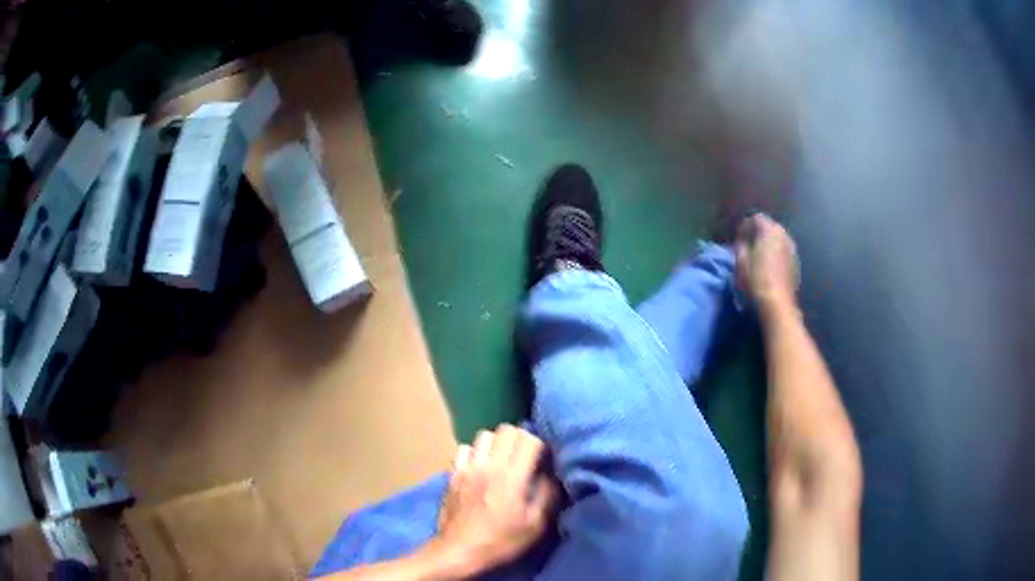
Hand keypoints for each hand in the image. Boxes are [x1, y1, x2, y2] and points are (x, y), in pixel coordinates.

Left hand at [435, 424, 559, 574]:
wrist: (459, 551)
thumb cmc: (501, 541)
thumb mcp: (535, 525)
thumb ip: (547, 495)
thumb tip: (552, 474)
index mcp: (511, 477)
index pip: (529, 439)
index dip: (540, 445)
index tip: (543, 458)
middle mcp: (488, 465)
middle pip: (507, 430)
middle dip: (520, 438)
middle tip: (525, 456)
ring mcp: (467, 467)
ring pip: (484, 435)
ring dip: (497, 443)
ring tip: (502, 459)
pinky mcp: (452, 474)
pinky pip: (464, 449)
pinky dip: (474, 452)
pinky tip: (479, 467)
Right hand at [735, 213, 799, 315]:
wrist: (778, 305)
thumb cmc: (756, 281)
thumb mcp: (741, 262)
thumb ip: (741, 246)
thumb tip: (742, 241)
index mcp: (770, 231)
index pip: (756, 218)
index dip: (745, 226)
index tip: (737, 237)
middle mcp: (784, 236)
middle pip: (770, 227)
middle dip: (758, 233)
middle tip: (747, 245)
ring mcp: (792, 250)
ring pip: (778, 240)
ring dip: (768, 244)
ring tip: (758, 256)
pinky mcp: (796, 264)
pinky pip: (784, 252)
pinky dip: (776, 254)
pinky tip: (769, 266)